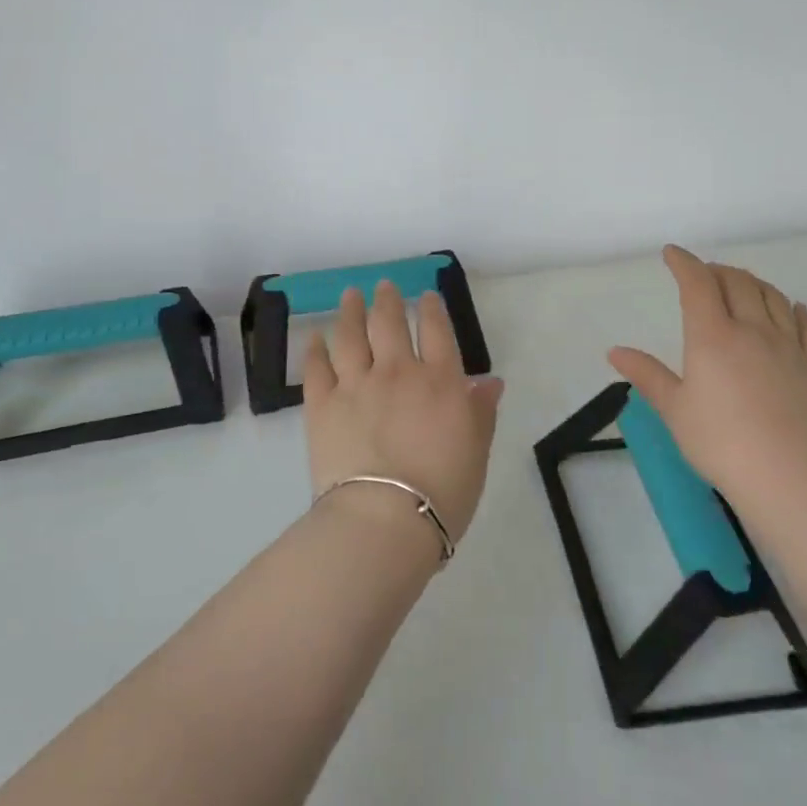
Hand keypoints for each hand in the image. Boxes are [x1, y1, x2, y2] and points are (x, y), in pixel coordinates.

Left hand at [302, 282, 505, 552]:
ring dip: (350, 311)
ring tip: (349, 295)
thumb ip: (481, 411)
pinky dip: (316, 349)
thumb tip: (491, 382)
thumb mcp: (477, 451)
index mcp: (440, 381)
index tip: (425, 296)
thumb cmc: (443, 491)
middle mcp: (397, 371)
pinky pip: (317, 367)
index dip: (431, 309)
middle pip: (389, 323)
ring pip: (351, 335)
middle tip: (383, 286)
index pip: (436, 331)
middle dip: (387, 299)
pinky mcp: (322, 405)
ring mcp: (356, 384)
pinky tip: (315, 338)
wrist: (385, 519)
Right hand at [608, 245, 806, 500]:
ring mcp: (790, 347)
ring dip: (754, 283)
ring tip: (741, 284)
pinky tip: (794, 308)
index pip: (698, 284)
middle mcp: (753, 330)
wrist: (790, 476)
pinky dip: (797, 310)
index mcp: (712, 336)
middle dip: (717, 271)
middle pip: (738, 283)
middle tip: (703, 274)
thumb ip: (647, 375)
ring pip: (774, 298)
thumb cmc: (720, 443)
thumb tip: (615, 352)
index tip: (672, 254)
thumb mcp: (674, 409)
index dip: (684, 263)